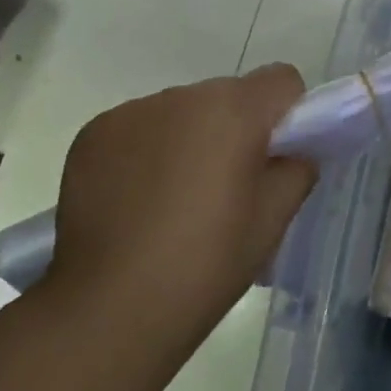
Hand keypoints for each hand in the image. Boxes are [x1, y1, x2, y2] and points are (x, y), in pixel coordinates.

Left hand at [43, 65, 316, 334]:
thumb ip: (296, 169)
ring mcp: (132, 112)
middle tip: (227, 187)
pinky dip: (147, 151)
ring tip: (175, 199)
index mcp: (233, 111)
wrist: (109, 310)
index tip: (277, 156)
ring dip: (189, 138)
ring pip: (182, 111)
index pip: (281, 80)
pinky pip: (139, 128)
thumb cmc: (205, 264)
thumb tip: (290, 152)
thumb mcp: (272, 221)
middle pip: (228, 95)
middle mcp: (182, 96)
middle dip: (236, 128)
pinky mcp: (94, 133)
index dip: (288, 114)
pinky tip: (136, 201)